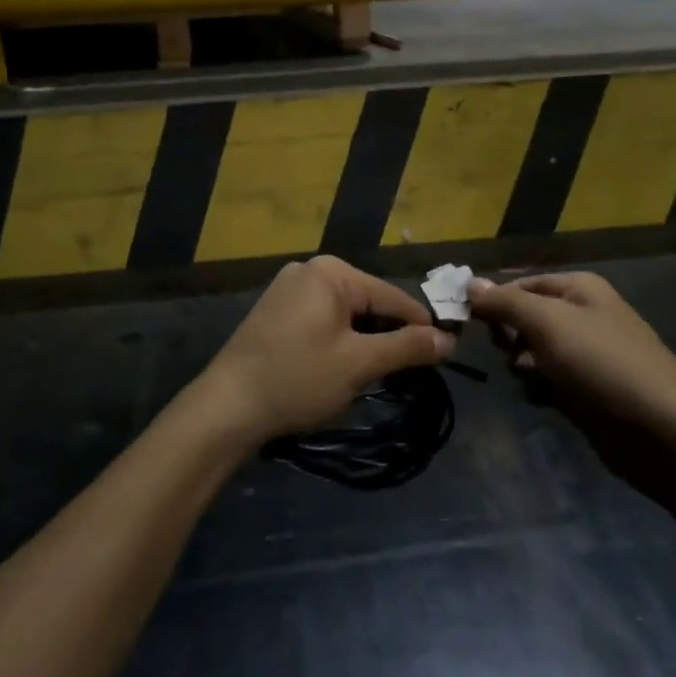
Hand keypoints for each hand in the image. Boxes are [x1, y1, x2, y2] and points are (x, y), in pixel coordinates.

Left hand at [199, 256, 454, 443]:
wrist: (226, 406)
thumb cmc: (298, 379)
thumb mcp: (359, 364)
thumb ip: (407, 348)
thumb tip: (448, 339)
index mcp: (332, 272)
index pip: (392, 297)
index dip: (421, 327)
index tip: (444, 356)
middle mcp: (310, 270)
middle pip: (368, 303)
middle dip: (389, 337)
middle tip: (409, 375)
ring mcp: (289, 289)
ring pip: (346, 314)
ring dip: (365, 343)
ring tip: (378, 376)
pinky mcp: (276, 312)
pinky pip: (323, 321)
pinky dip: (340, 342)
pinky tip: (342, 370)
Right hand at [469, 271, 675, 425]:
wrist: (660, 430)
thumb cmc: (601, 363)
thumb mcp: (547, 322)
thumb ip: (505, 302)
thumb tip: (469, 282)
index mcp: (579, 288)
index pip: (521, 283)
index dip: (494, 298)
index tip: (466, 318)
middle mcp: (582, 315)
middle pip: (525, 317)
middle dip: (509, 334)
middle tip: (505, 351)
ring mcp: (585, 355)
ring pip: (532, 352)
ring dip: (522, 365)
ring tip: (529, 378)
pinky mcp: (586, 391)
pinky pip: (547, 381)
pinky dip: (539, 389)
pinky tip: (542, 400)